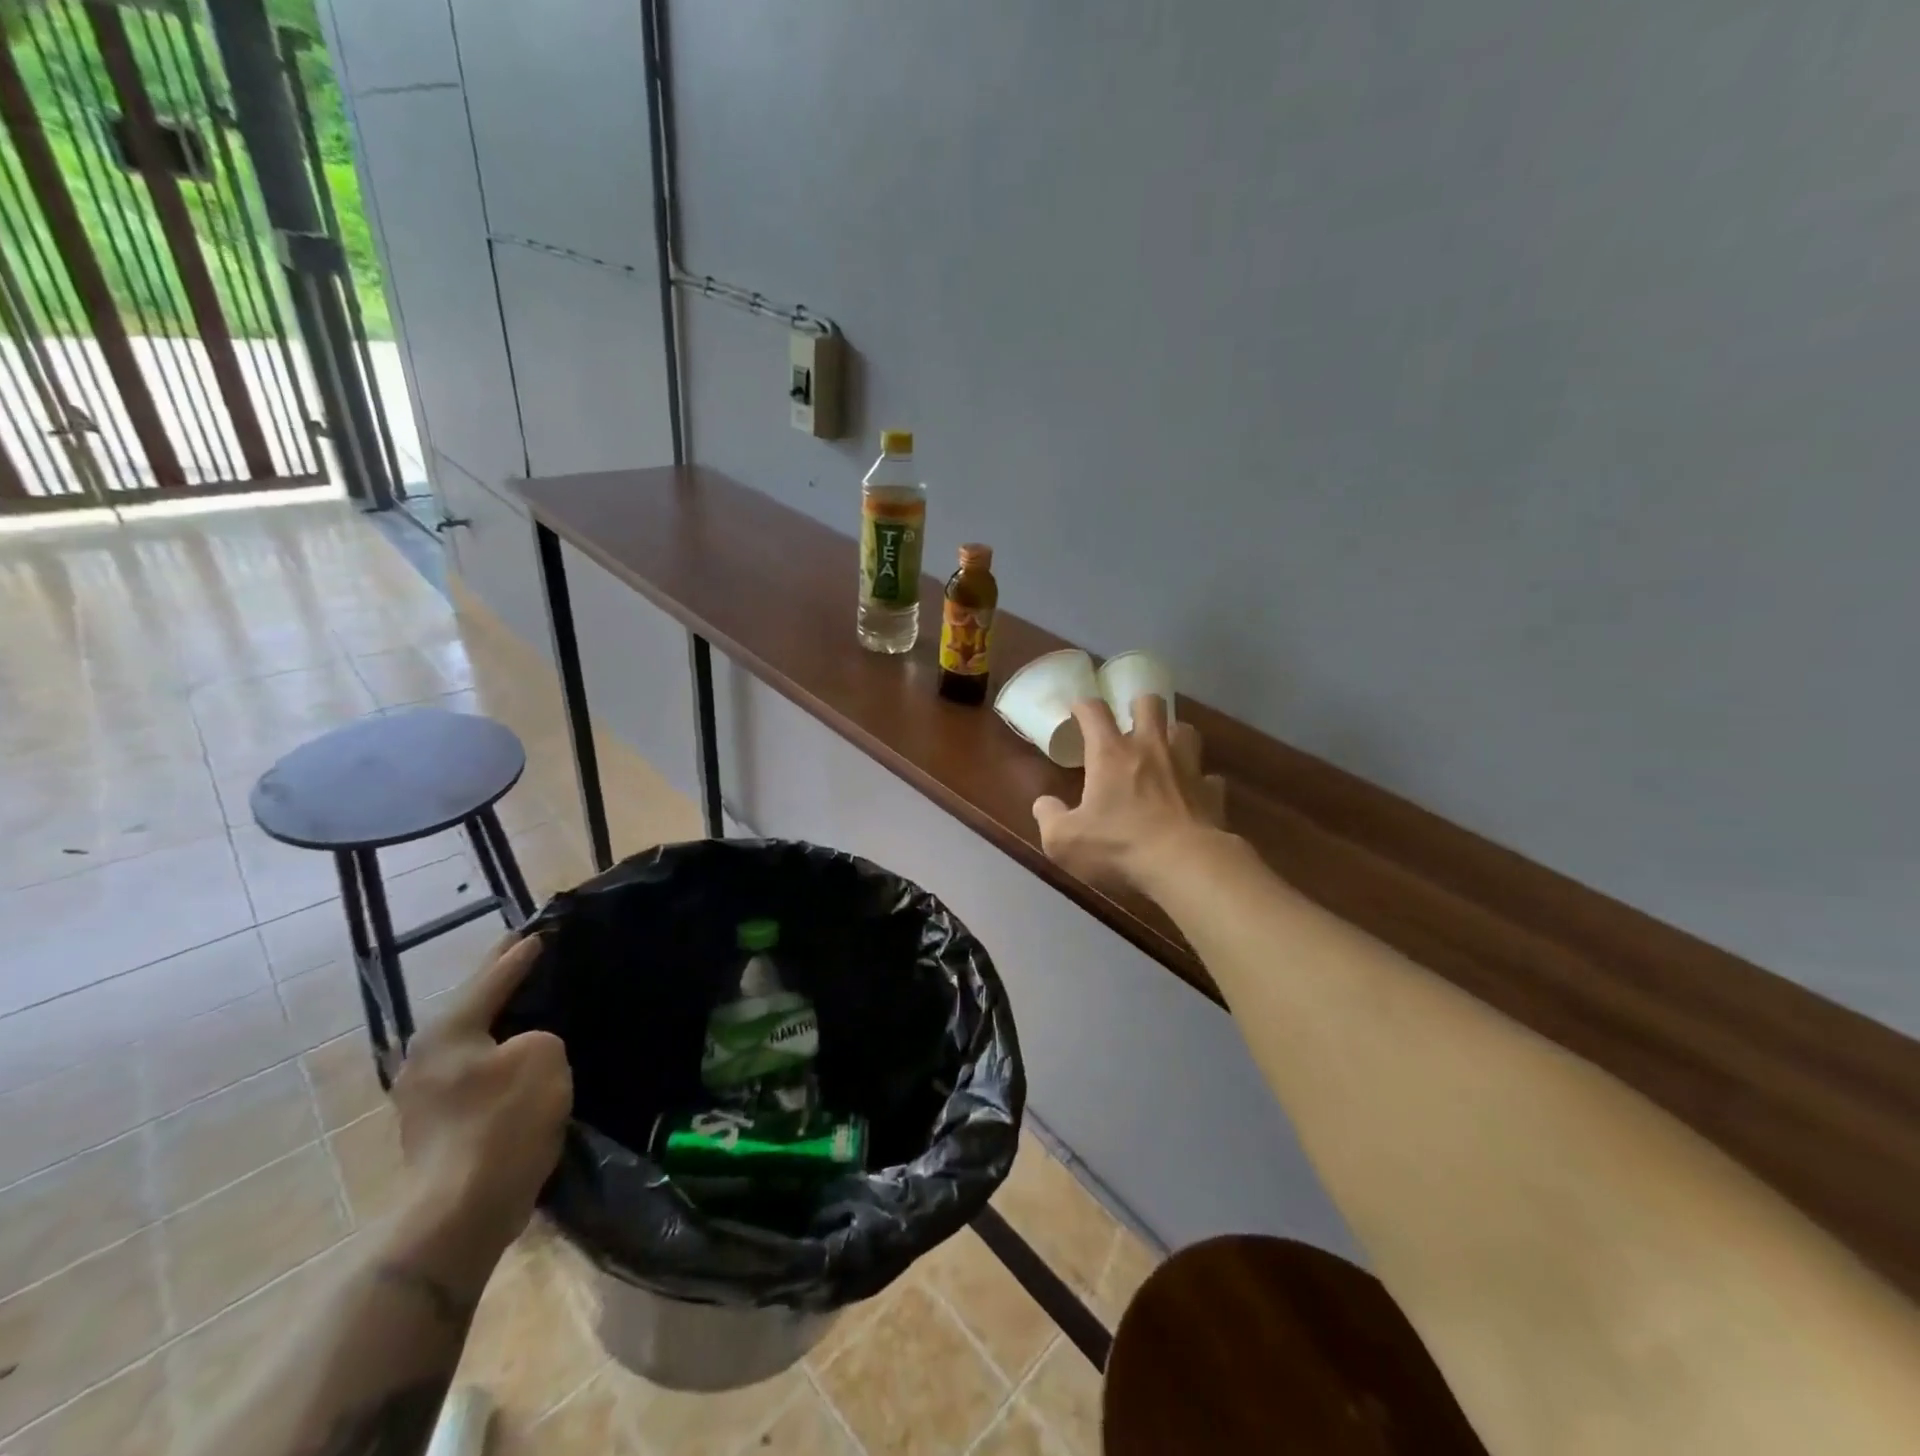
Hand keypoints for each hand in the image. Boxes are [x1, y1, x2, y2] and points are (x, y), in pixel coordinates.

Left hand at [389, 937, 571, 1261]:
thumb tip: (524, 1049)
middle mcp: (426, 1055)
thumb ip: (539, 1035)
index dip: (520, 953)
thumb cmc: (503, 1123)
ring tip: (532, 1002)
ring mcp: (425, 1093)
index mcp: (447, 1031)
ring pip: (473, 1039)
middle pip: (474, 1005)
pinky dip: (498, 1053)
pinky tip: (520, 1053)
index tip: (541, 931)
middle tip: (528, 954)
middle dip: (501, 981)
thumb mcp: (543, 1057)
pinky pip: (476, 1069)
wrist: (461, 1212)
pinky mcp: (437, 1124)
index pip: (492, 977)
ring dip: (501, 1020)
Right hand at [1033, 694, 1225, 891]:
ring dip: (1173, 736)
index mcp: (1110, 754)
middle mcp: (1151, 749)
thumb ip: (1048, 817)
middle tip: (1131, 722)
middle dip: (1139, 706)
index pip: (1094, 711)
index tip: (1078, 710)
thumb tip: (1044, 804)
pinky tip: (1192, 793)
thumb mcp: (1064, 840)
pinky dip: (1199, 781)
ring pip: (1186, 730)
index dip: (1083, 706)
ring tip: (1164, 750)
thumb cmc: (1119, 846)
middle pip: (1150, 704)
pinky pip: (1208, 777)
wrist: (1185, 865)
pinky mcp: (1212, 792)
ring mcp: (1187, 767)